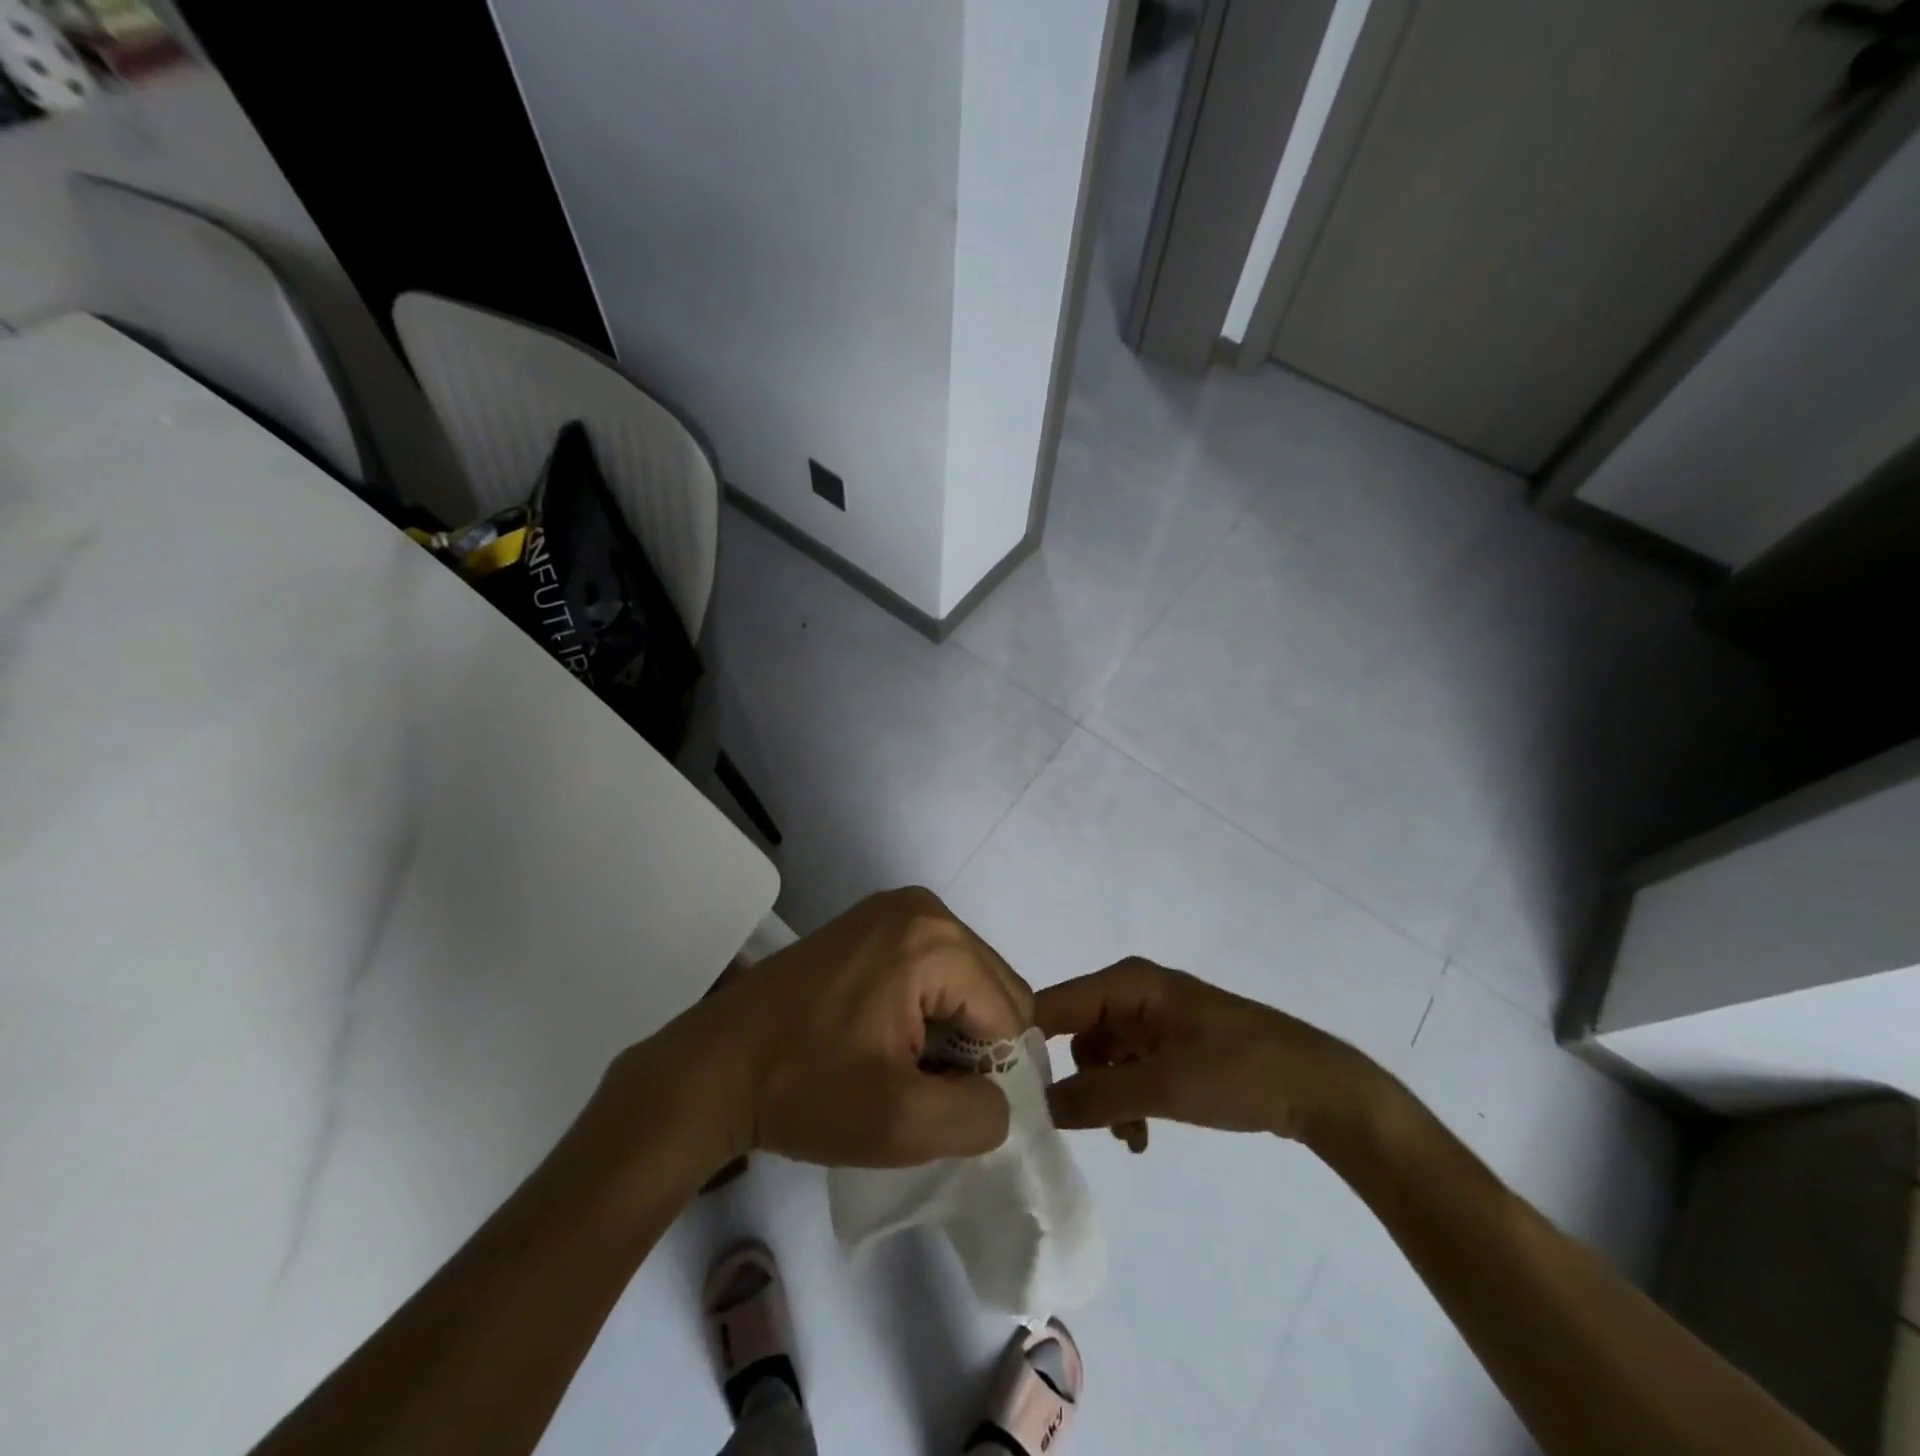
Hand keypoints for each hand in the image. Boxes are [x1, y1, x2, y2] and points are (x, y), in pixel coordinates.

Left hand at [619, 889, 1032, 1171]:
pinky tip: (885, 1043)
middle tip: (923, 1090)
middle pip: (992, 990)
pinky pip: (931, 971)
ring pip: (964, 983)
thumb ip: (978, 1115)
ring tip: (901, 1069)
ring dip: (951, 1034)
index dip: (994, 1075)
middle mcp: (922, 907)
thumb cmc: (803, 1089)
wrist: (712, 1068)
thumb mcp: (900, 1124)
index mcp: (935, 938)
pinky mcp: (870, 925)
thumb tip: (1001, 1099)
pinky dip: (926, 1013)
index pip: (1010, 1014)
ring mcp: (892, 910)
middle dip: (974, 1049)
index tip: (946, 1109)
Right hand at [1035, 957, 1389, 1150]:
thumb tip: (1038, 1107)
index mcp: (1127, 983)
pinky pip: (1127, 1068)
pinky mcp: (1169, 1043)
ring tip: (1128, 1135)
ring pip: (1099, 1057)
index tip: (1009, 1091)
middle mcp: (1133, 992)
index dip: (1026, 1042)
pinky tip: (1141, 1135)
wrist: (1318, 1088)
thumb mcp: (1164, 1086)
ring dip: (1104, 1097)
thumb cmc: (1239, 1071)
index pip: (1054, 1003)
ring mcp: (1152, 1017)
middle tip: (1075, 1123)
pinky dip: (1126, 1099)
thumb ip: (1097, 1096)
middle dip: (1074, 1080)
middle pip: (1074, 1032)